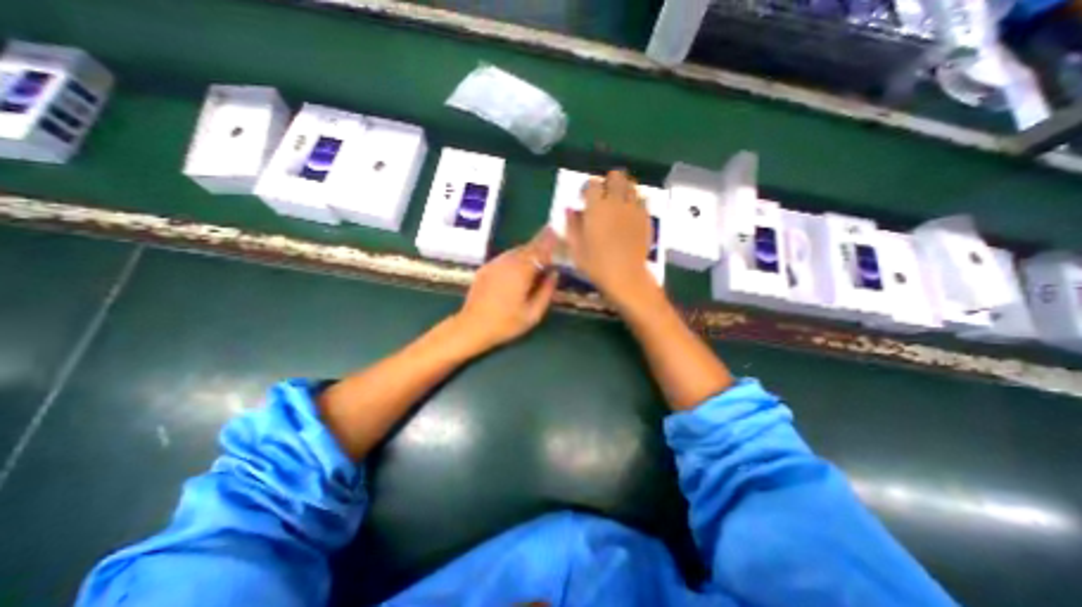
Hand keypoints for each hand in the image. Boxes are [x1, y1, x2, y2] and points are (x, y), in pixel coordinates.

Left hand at [454, 227, 560, 351]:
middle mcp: (508, 261)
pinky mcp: (485, 268)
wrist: (472, 326)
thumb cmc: (506, 323)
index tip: (560, 235)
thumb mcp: (533, 313)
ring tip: (536, 261)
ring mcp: (494, 263)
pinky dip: (515, 258)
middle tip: (551, 248)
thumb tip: (554, 274)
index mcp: (522, 271)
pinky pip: (505, 257)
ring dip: (528, 253)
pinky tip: (517, 270)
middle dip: (540, 246)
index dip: (551, 241)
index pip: (540, 250)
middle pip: (528, 247)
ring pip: (516, 251)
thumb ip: (547, 291)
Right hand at [568, 170, 658, 302]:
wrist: (625, 276)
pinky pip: (642, 200)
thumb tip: (570, 209)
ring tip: (617, 203)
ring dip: (623, 189)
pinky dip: (635, 202)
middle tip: (603, 197)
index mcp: (596, 207)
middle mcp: (616, 202)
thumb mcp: (576, 247)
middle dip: (608, 182)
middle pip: (615, 176)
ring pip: (631, 185)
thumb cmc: (596, 264)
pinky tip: (630, 214)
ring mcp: (633, 208)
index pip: (593, 183)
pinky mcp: (646, 218)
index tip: (585, 198)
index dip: (588, 188)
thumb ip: (572, 225)